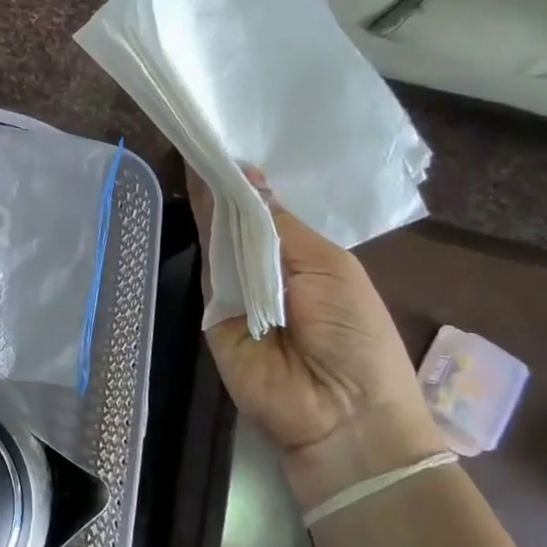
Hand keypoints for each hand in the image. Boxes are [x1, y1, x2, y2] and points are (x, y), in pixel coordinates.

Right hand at [189, 165, 442, 500]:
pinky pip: (206, 264)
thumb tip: (247, 175)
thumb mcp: (328, 268)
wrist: (342, 416)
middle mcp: (265, 269)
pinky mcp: (210, 309)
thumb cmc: (356, 336)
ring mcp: (235, 288)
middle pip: (238, 219)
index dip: (248, 180)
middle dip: (223, 181)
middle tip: (201, 130)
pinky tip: (190, 186)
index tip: (225, 139)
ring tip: (193, 144)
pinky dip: (200, 227)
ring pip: (218, 235)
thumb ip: (280, 225)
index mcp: (303, 257)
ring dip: (207, 196)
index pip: (267, 211)